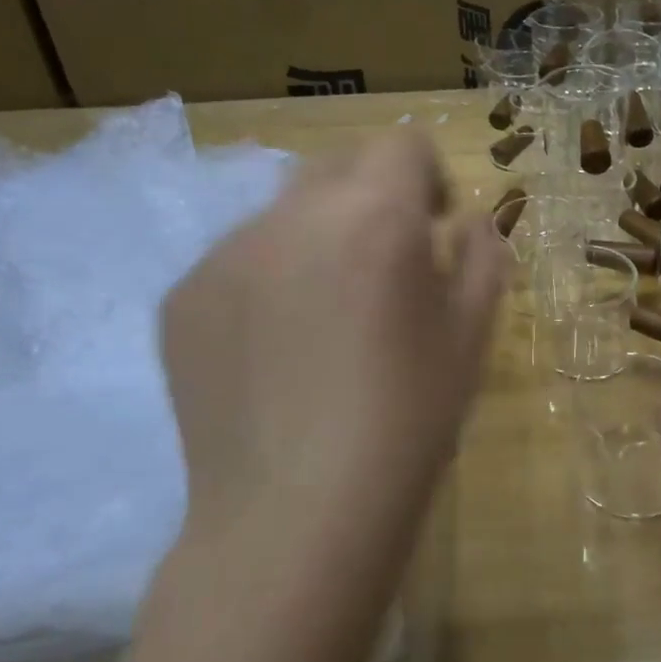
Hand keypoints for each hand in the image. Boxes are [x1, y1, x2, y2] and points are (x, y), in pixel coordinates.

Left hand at [160, 130, 503, 560]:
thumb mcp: (471, 337)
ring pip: (283, 215)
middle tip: (384, 271)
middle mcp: (291, 216)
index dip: (428, 178)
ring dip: (317, 241)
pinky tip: (275, 357)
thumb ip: (481, 257)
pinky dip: (266, 284)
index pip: (402, 144)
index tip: (434, 230)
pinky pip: (237, 263)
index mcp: (374, 217)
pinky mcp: (179, 298)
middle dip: (371, 198)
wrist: (295, 518)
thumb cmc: (407, 424)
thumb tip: (467, 222)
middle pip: (338, 166)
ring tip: (324, 324)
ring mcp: (223, 254)